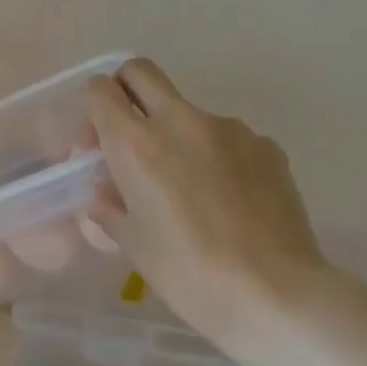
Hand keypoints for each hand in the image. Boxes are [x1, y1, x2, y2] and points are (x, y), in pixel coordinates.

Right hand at [85, 60, 326, 349]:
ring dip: (175, 134)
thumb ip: (110, 208)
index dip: (92, 109)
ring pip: (188, 112)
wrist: (274, 293)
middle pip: (141, 72)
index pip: (99, 91)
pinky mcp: (266, 145)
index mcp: (137, 146)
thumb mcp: (133, 244)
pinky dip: (215, 157)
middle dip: (125, 90)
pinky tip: (225, 201)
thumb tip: (106, 193)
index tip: (97, 142)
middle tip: (129, 135)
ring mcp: (230, 129)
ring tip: (187, 189)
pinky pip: (227, 139)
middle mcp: (181, 122)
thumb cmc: (187, 273)